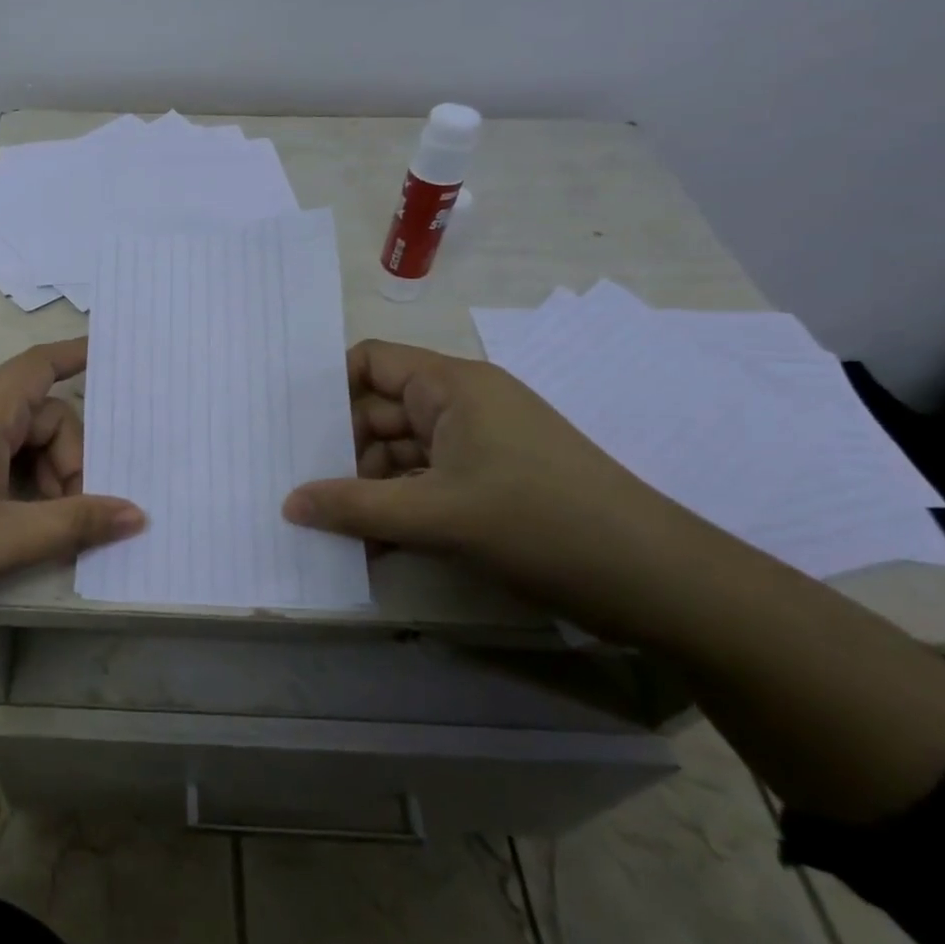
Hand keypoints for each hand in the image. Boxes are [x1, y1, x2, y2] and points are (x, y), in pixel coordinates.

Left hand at [0, 339, 144, 644]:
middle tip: (75, 513)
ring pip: (9, 440)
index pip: (40, 366)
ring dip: (38, 476)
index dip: (77, 357)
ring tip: (42, 529)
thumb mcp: (2, 539)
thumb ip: (74, 523)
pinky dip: (10, 482)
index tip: (112, 357)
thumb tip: (137, 513)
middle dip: (66, 458)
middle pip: (34, 414)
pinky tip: (10, 524)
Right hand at [283, 340, 719, 634]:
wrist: (657, 581)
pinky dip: (398, 509)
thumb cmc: (541, 523)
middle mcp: (462, 406)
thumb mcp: (437, 515)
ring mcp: (478, 447)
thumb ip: (354, 507)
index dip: (329, 388)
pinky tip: (370, 545)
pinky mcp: (491, 484)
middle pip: (380, 413)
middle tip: (294, 489)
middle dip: (341, 451)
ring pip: (401, 455)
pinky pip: (425, 484)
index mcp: (452, 386)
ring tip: (328, 528)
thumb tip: (288, 503)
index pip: (372, 362)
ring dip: (368, 489)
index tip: (290, 428)